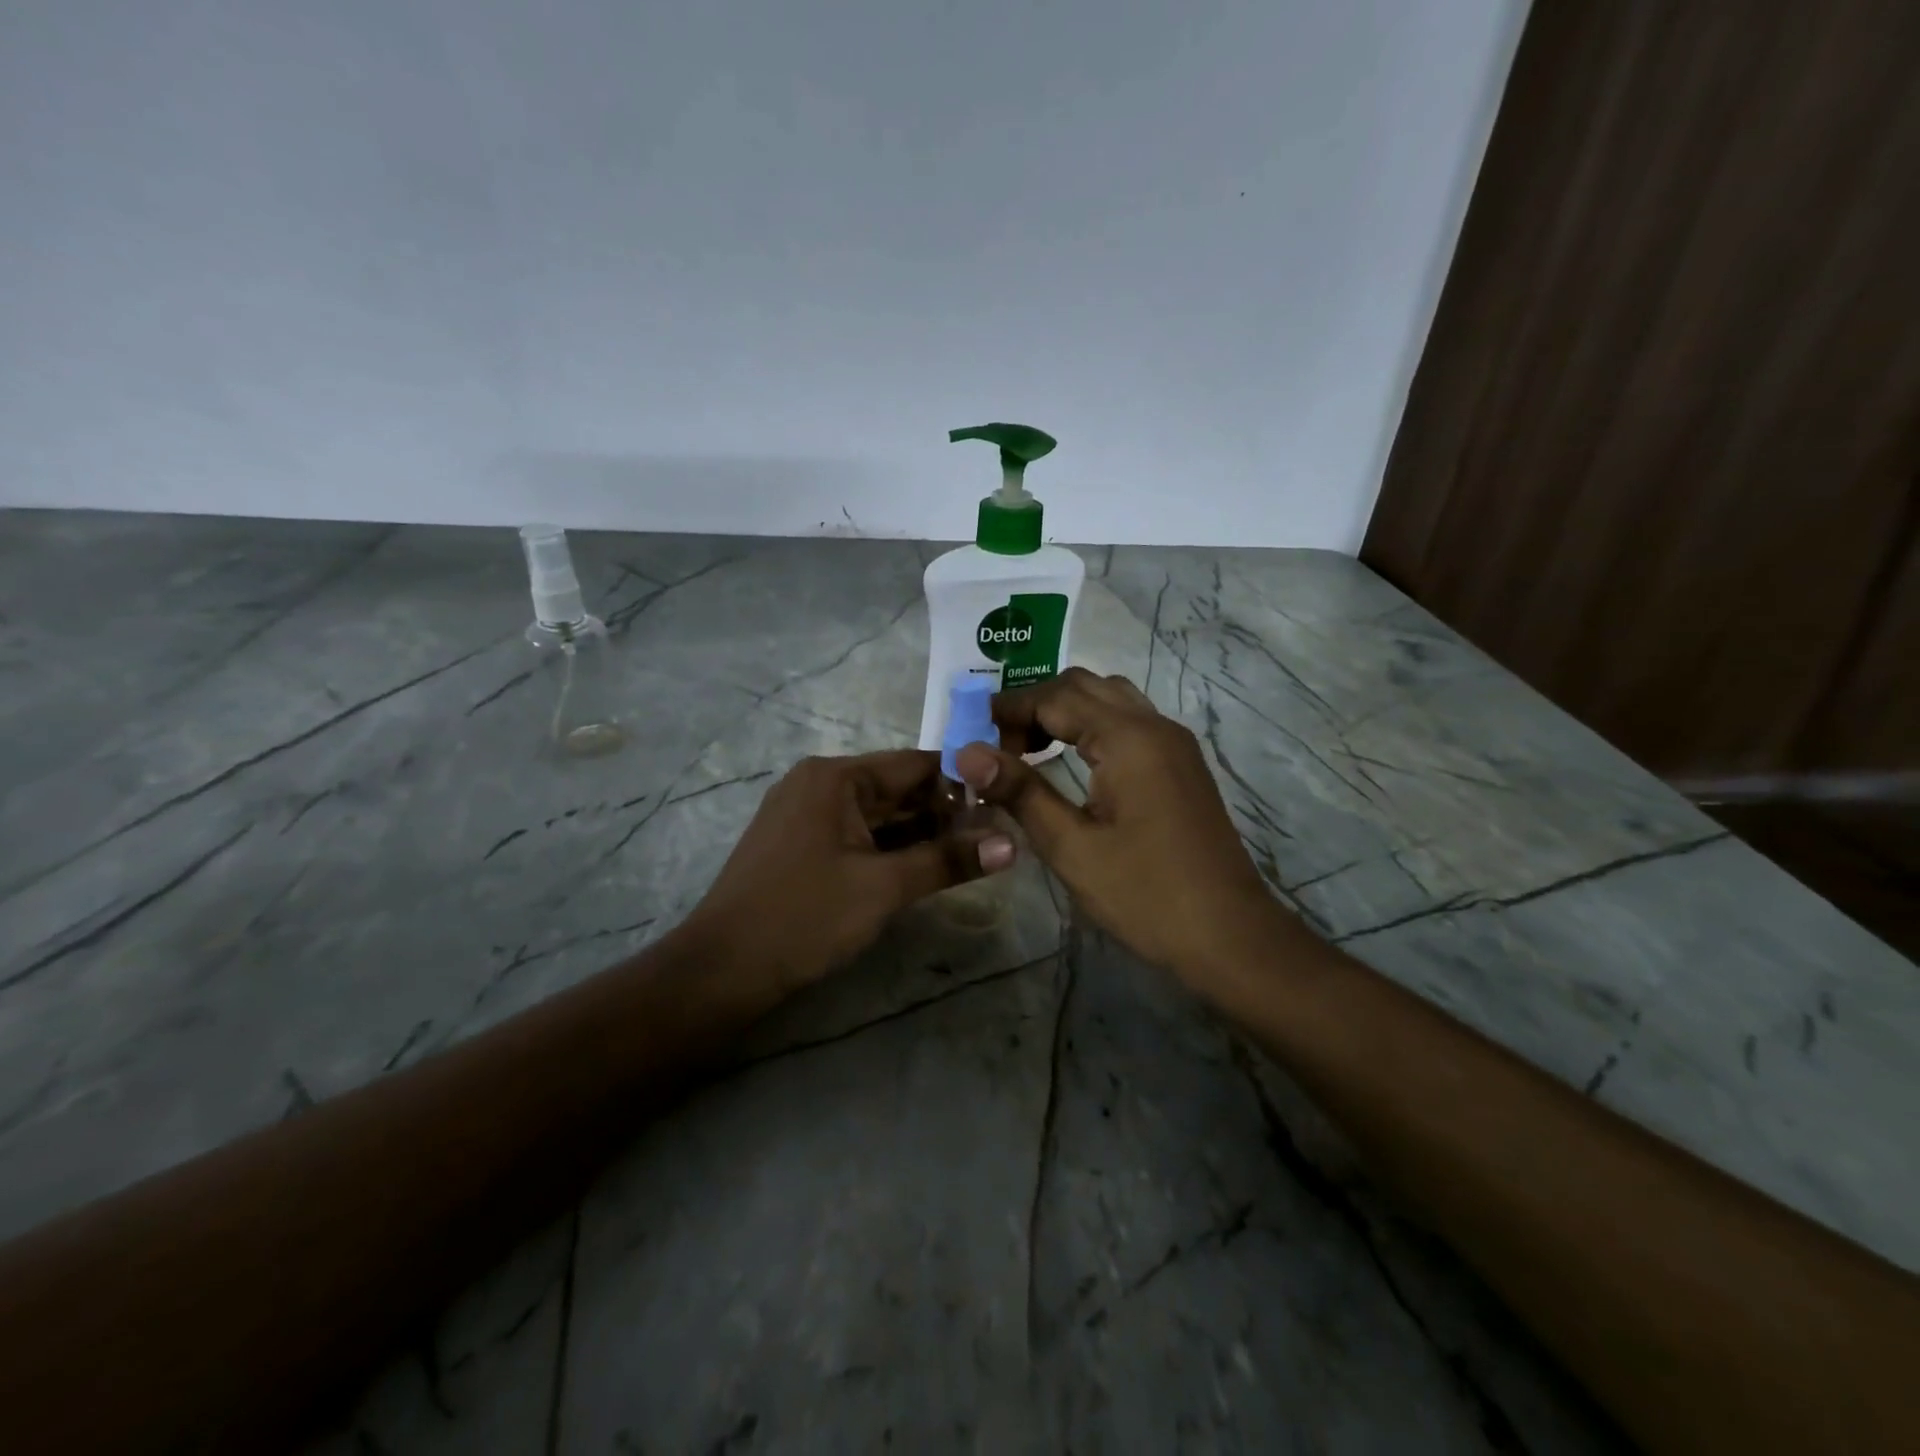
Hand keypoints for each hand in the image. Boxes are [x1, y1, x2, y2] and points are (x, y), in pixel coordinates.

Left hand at [687, 750, 1016, 995]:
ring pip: (878, 816)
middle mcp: (819, 784)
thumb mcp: (883, 887)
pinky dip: (891, 850)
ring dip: (921, 834)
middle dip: (944, 812)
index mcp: (835, 777)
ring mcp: (806, 815)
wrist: (721, 970)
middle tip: (996, 836)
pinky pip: (858, 836)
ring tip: (972, 854)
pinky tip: (925, 867)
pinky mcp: (801, 845)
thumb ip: (947, 860)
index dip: (962, 782)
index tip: (1004, 803)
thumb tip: (1013, 845)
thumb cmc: (804, 917)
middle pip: (896, 789)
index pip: (914, 765)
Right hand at [954, 668, 1285, 979]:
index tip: (970, 735)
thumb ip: (1020, 792)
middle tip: (1000, 747)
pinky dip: (1093, 727)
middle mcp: (1155, 726)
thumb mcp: (1072, 847)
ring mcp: (1174, 744)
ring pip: (1111, 700)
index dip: (1009, 711)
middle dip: (1036, 706)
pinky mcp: (1182, 766)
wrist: (1230, 936)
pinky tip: (1072, 763)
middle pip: (1084, 687)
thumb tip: (966, 753)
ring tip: (1030, 752)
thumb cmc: (1146, 895)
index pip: (1055, 697)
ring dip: (1067, 712)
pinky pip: (1130, 723)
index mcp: (1128, 738)